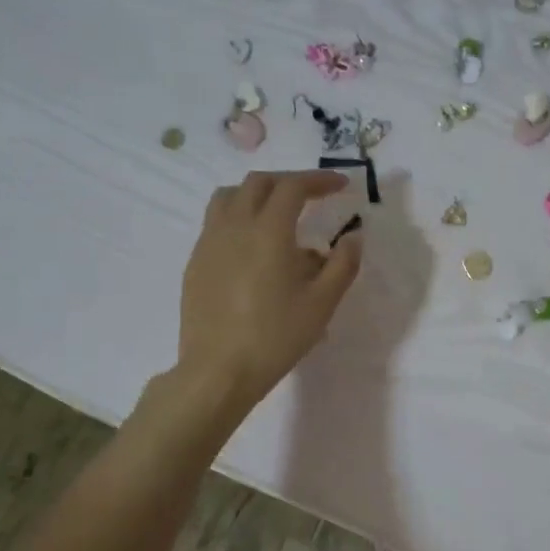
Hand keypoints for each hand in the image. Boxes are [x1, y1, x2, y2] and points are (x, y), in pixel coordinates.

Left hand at [174, 170, 360, 413]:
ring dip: (258, 194)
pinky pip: (216, 222)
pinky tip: (253, 247)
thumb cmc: (276, 337)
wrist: (219, 369)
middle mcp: (234, 225)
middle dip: (289, 182)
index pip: (293, 187)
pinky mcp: (196, 262)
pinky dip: (239, 217)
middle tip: (313, 196)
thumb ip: (343, 264)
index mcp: (268, 231)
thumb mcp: (322, 304)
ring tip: (277, 213)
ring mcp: (209, 242)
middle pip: (259, 183)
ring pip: (230, 196)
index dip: (319, 180)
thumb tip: (353, 237)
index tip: (341, 185)